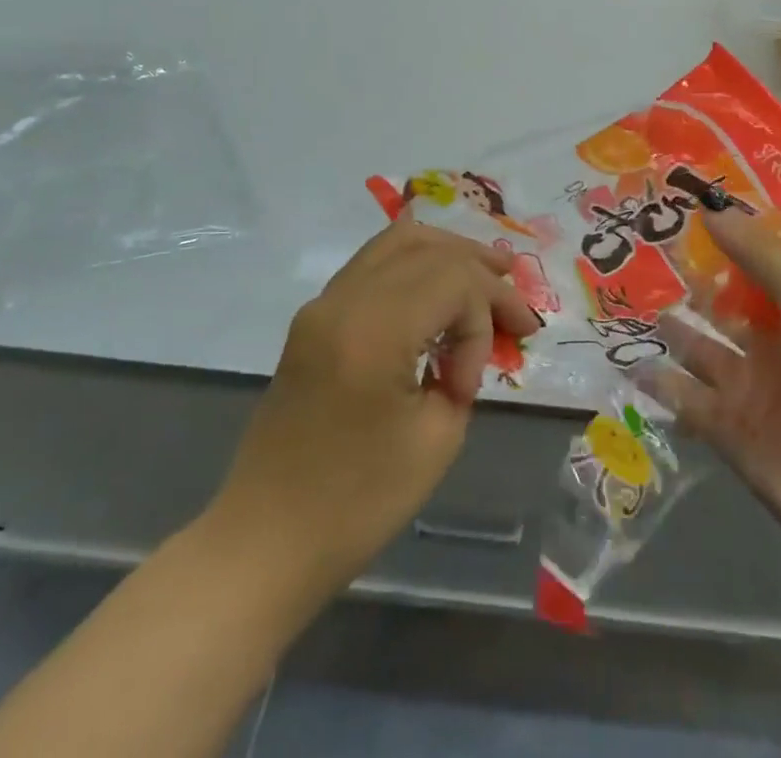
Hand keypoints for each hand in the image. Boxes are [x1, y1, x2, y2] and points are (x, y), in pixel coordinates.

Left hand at [209, 218, 539, 593]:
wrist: (265, 539)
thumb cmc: (357, 503)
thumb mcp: (436, 439)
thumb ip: (461, 371)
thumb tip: (465, 343)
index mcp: (372, 330)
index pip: (452, 279)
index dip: (484, 316)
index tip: (479, 376)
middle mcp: (343, 299)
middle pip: (427, 247)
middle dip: (478, 269)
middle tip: (515, 299)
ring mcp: (322, 303)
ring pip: (396, 242)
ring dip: (447, 252)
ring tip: (489, 271)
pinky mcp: (314, 317)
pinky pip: (372, 264)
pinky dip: (415, 263)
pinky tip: (440, 280)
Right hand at [642, 207, 780, 577]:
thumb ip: (763, 257)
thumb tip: (711, 209)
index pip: (759, 266)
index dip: (725, 239)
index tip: (679, 208)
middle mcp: (776, 346)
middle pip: (724, 305)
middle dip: (687, 280)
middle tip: (638, 247)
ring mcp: (751, 391)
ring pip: (699, 349)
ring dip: (669, 328)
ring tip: (626, 296)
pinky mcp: (729, 434)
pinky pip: (685, 399)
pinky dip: (659, 382)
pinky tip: (627, 359)